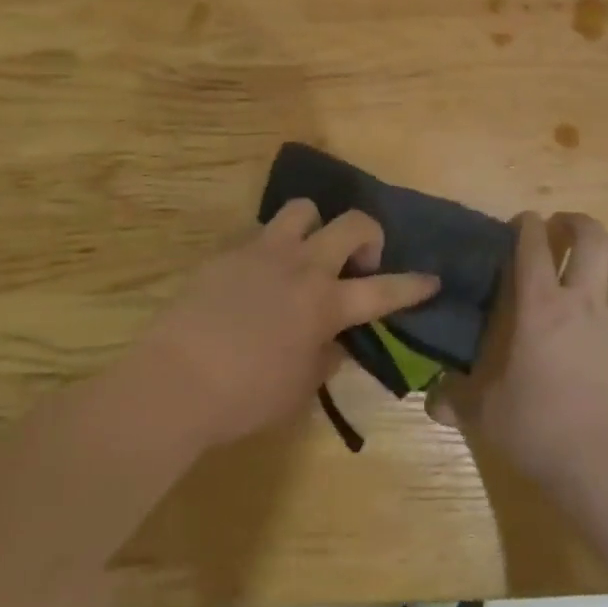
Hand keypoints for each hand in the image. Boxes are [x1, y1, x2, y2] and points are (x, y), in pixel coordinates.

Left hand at [128, 202, 440, 450]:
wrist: (175, 378)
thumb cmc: (244, 397)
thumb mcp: (298, 390)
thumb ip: (324, 358)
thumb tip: (333, 341)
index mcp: (325, 305)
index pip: (383, 290)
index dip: (413, 285)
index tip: (432, 279)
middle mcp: (302, 266)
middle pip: (352, 224)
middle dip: (369, 235)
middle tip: (360, 262)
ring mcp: (264, 251)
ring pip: (304, 209)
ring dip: (316, 226)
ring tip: (306, 254)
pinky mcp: (230, 251)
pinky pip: (262, 233)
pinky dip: (273, 249)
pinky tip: (259, 278)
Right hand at [429, 212, 607, 495]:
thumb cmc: (544, 431)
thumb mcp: (489, 417)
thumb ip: (459, 402)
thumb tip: (431, 402)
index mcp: (540, 307)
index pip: (533, 246)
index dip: (528, 224)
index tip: (523, 220)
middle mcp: (585, 302)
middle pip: (590, 238)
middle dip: (576, 222)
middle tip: (563, 225)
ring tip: (600, 250)